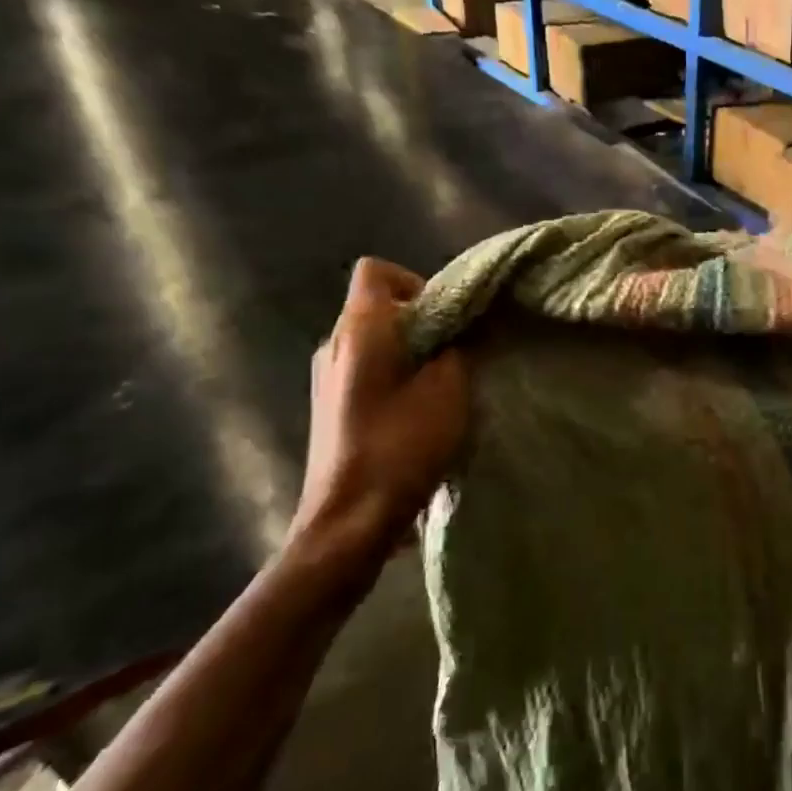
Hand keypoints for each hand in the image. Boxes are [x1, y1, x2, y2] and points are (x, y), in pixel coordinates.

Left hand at [287, 258, 468, 586]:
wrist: (348, 520)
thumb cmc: (402, 445)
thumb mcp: (450, 390)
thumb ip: (460, 348)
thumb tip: (466, 328)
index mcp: (360, 329)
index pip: (375, 270)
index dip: (415, 281)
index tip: (446, 316)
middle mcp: (333, 343)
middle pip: (378, 306)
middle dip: (421, 321)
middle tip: (456, 353)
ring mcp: (325, 378)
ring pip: (374, 341)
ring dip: (410, 352)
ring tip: (441, 387)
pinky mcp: (328, 407)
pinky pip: (365, 371)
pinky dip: (394, 378)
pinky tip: (417, 414)